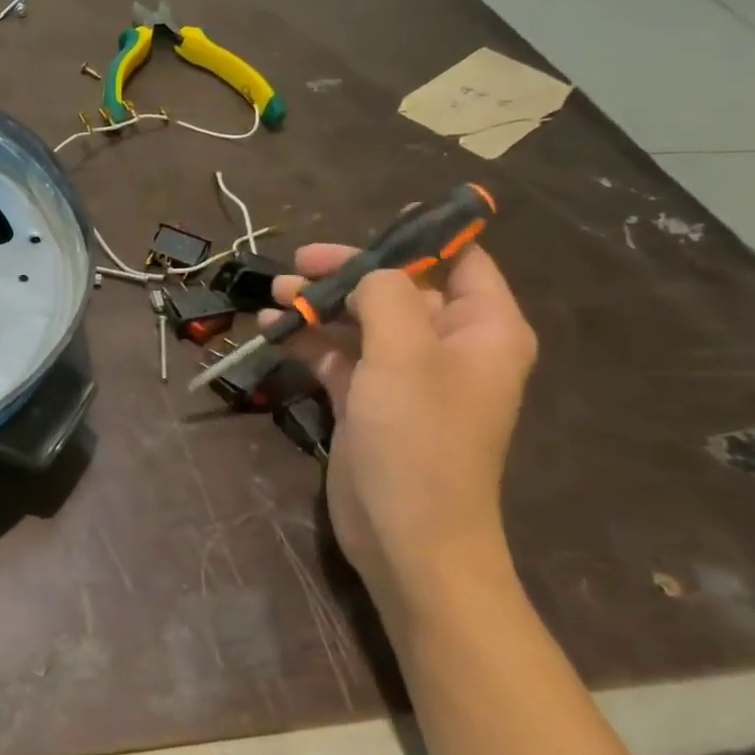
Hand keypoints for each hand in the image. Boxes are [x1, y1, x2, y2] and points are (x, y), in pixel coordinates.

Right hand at [267, 243, 535, 613]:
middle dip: (348, 272)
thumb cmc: (418, 439)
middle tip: (299, 261)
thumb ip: (386, 296)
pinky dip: (309, 340)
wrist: (407, 536)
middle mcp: (447, 347)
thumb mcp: (404, 354)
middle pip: (398, 288)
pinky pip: (339, 356)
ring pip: (361, 321)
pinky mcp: (369, 401)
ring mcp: (405, 376)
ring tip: (275, 294)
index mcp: (482, 329)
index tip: (375, 219)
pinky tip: (273, 329)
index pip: (463, 262)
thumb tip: (367, 274)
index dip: (423, 236)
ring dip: (319, 304)